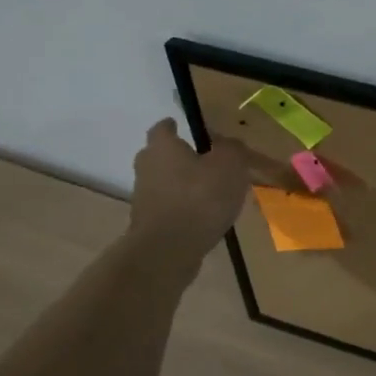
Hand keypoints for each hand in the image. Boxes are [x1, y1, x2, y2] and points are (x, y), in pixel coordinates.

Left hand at [129, 120, 249, 249]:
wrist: (169, 250)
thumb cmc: (200, 198)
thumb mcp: (229, 165)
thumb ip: (231, 148)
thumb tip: (227, 143)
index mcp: (162, 147)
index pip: (163, 127)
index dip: (175, 126)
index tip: (188, 128)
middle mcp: (147, 167)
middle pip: (161, 155)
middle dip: (180, 156)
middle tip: (205, 160)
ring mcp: (144, 197)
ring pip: (165, 182)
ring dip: (183, 184)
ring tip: (212, 192)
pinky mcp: (149, 223)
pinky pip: (169, 206)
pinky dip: (183, 207)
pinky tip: (205, 216)